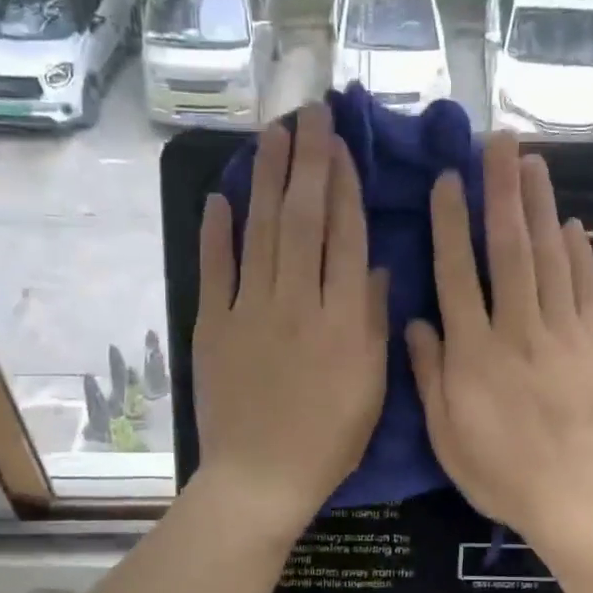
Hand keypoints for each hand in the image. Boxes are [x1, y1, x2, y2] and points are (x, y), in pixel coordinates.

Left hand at [193, 103, 387, 537]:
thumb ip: (374, 324)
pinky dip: (217, 231)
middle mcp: (298, 302)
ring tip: (273, 134)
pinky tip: (222, 195)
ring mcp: (250, 311)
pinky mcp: (214, 325)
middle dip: (308, 162)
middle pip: (303, 219)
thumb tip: (378, 269)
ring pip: (262, 231)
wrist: (261, 477)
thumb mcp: (371, 389)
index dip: (345, 186)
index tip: (342, 146)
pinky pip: (215, 269)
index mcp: (343, 319)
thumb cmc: (328, 441)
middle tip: (309, 114)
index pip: (345, 237)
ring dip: (268, 179)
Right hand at [405, 134, 592, 551]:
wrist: (579, 499)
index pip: (458, 276)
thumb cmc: (502, 474)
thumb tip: (416, 322)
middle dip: (502, 192)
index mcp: (474, 354)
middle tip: (499, 141)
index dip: (451, 225)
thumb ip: (431, 375)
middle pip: (509, 251)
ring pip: (551, 259)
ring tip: (533, 163)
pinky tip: (572, 223)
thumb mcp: (447, 436)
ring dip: (541, 207)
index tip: (448, 180)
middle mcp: (518, 331)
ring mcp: (565, 334)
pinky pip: (588, 290)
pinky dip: (580, 254)